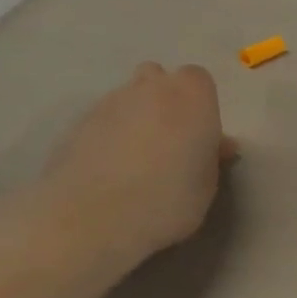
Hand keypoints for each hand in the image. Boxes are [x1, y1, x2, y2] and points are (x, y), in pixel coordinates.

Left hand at [38, 63, 234, 268]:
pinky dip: (110, 134)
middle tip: (168, 142)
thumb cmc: (168, 201)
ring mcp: (111, 100)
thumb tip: (216, 145)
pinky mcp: (79, 122)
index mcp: (191, 94)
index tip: (199, 138)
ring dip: (136, 116)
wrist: (94, 218)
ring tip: (135, 158)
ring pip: (129, 97)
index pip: (199, 81)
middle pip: (159, 79)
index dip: (200, 107)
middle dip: (165, 100)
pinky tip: (109, 168)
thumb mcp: (207, 185)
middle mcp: (151, 86)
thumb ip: (211, 156)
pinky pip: (104, 120)